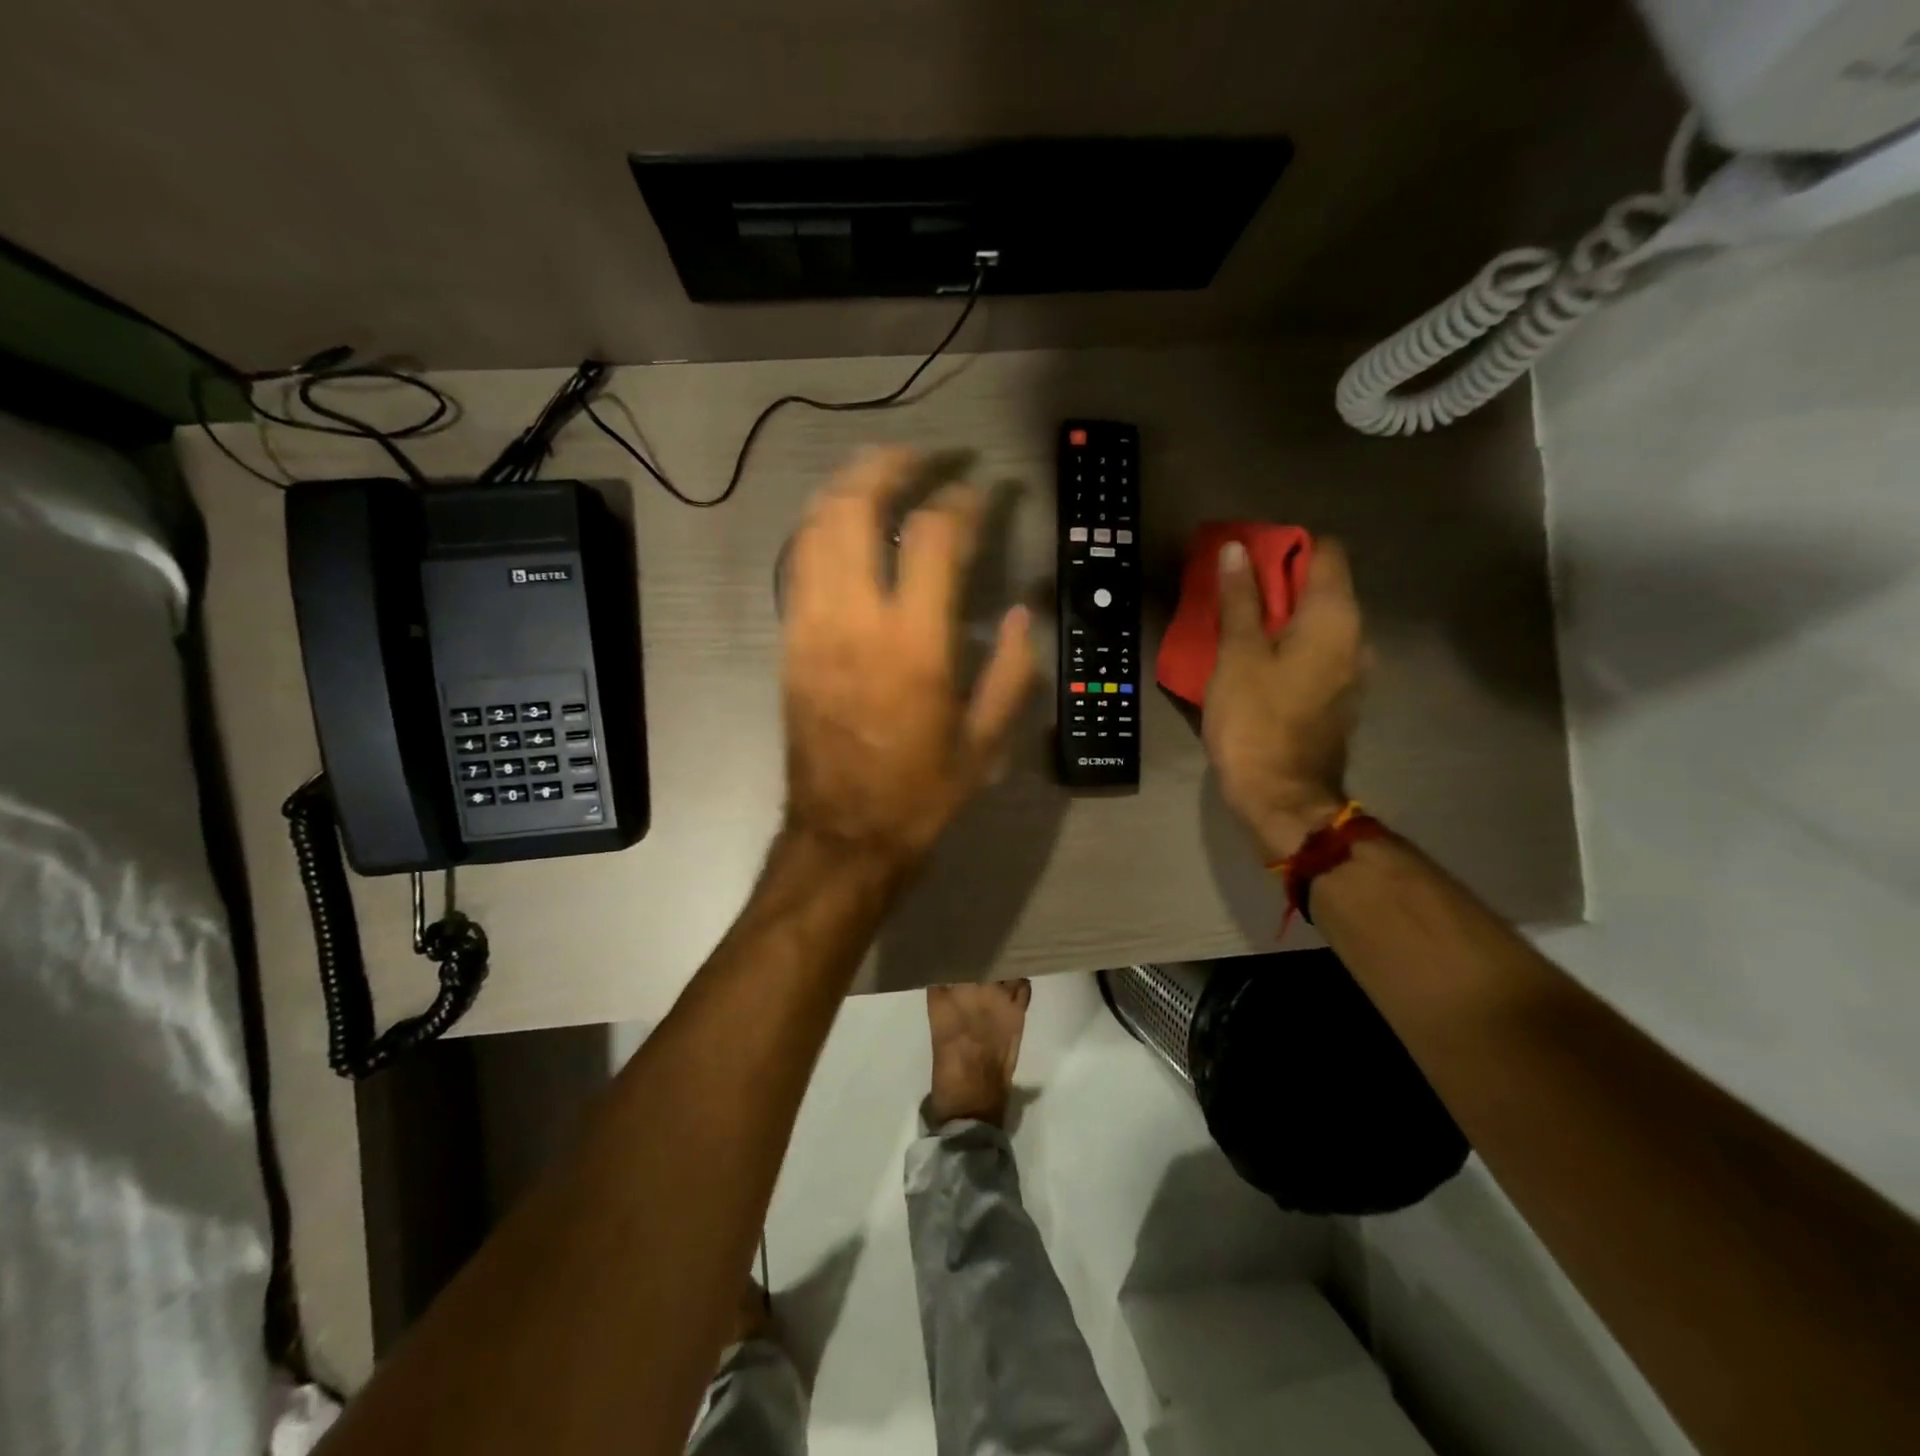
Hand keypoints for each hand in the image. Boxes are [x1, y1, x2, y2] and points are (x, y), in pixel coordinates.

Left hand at [780, 448, 1035, 869]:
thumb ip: (1010, 671)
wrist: (843, 834)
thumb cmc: (920, 793)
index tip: (984, 488)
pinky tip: (845, 522)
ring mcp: (810, 627)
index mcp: (913, 644)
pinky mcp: (789, 642)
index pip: (935, 537)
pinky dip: (821, 526)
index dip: (963, 499)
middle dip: (891, 465)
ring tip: (883, 471)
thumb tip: (1018, 614)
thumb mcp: (985, 742)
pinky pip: (797, 563)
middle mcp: (854, 620)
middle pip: (856, 507)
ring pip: (815, 526)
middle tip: (926, 455)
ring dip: (848, 485)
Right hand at [1202, 538, 1363, 861]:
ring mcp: (1351, 669)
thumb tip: (1236, 549)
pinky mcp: (1338, 695)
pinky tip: (1254, 659)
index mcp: (1335, 618)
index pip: (1325, 552)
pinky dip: (1288, 643)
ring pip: (1317, 620)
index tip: (1246, 558)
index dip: (1285, 546)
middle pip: (1322, 586)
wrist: (1282, 796)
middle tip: (1230, 590)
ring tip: (1236, 624)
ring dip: (1280, 614)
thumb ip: (1240, 600)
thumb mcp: (1237, 655)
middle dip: (1277, 580)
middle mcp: (1355, 636)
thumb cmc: (1255, 721)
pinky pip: (1316, 650)